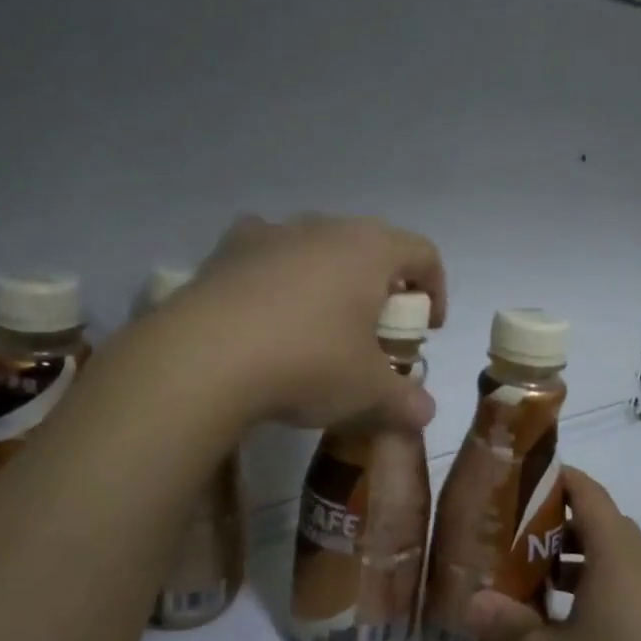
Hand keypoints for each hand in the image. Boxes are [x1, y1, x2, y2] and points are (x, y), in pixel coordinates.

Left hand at [177, 214, 446, 431]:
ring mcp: (270, 233)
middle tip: (374, 332)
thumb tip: (425, 413)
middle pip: (369, 247)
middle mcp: (323, 228)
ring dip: (328, 280)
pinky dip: (275, 278)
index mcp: (370, 249)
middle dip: (380, 287)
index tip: (426, 330)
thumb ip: (403, 400)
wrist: (205, 358)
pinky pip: (265, 256)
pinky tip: (265, 315)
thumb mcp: (365, 391)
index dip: (435, 289)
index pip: (423, 253)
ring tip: (318, 325)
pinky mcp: (226, 251)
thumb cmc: (308, 363)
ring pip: (315, 248)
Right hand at [467, 467, 640, 640]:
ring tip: (534, 587)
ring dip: (579, 565)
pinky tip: (566, 632)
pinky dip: (599, 595)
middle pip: (607, 528)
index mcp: (621, 562)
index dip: (559, 481)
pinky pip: (632, 598)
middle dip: (561, 527)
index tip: (523, 483)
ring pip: (620, 566)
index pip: (592, 497)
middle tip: (516, 539)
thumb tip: (476, 601)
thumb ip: (505, 621)